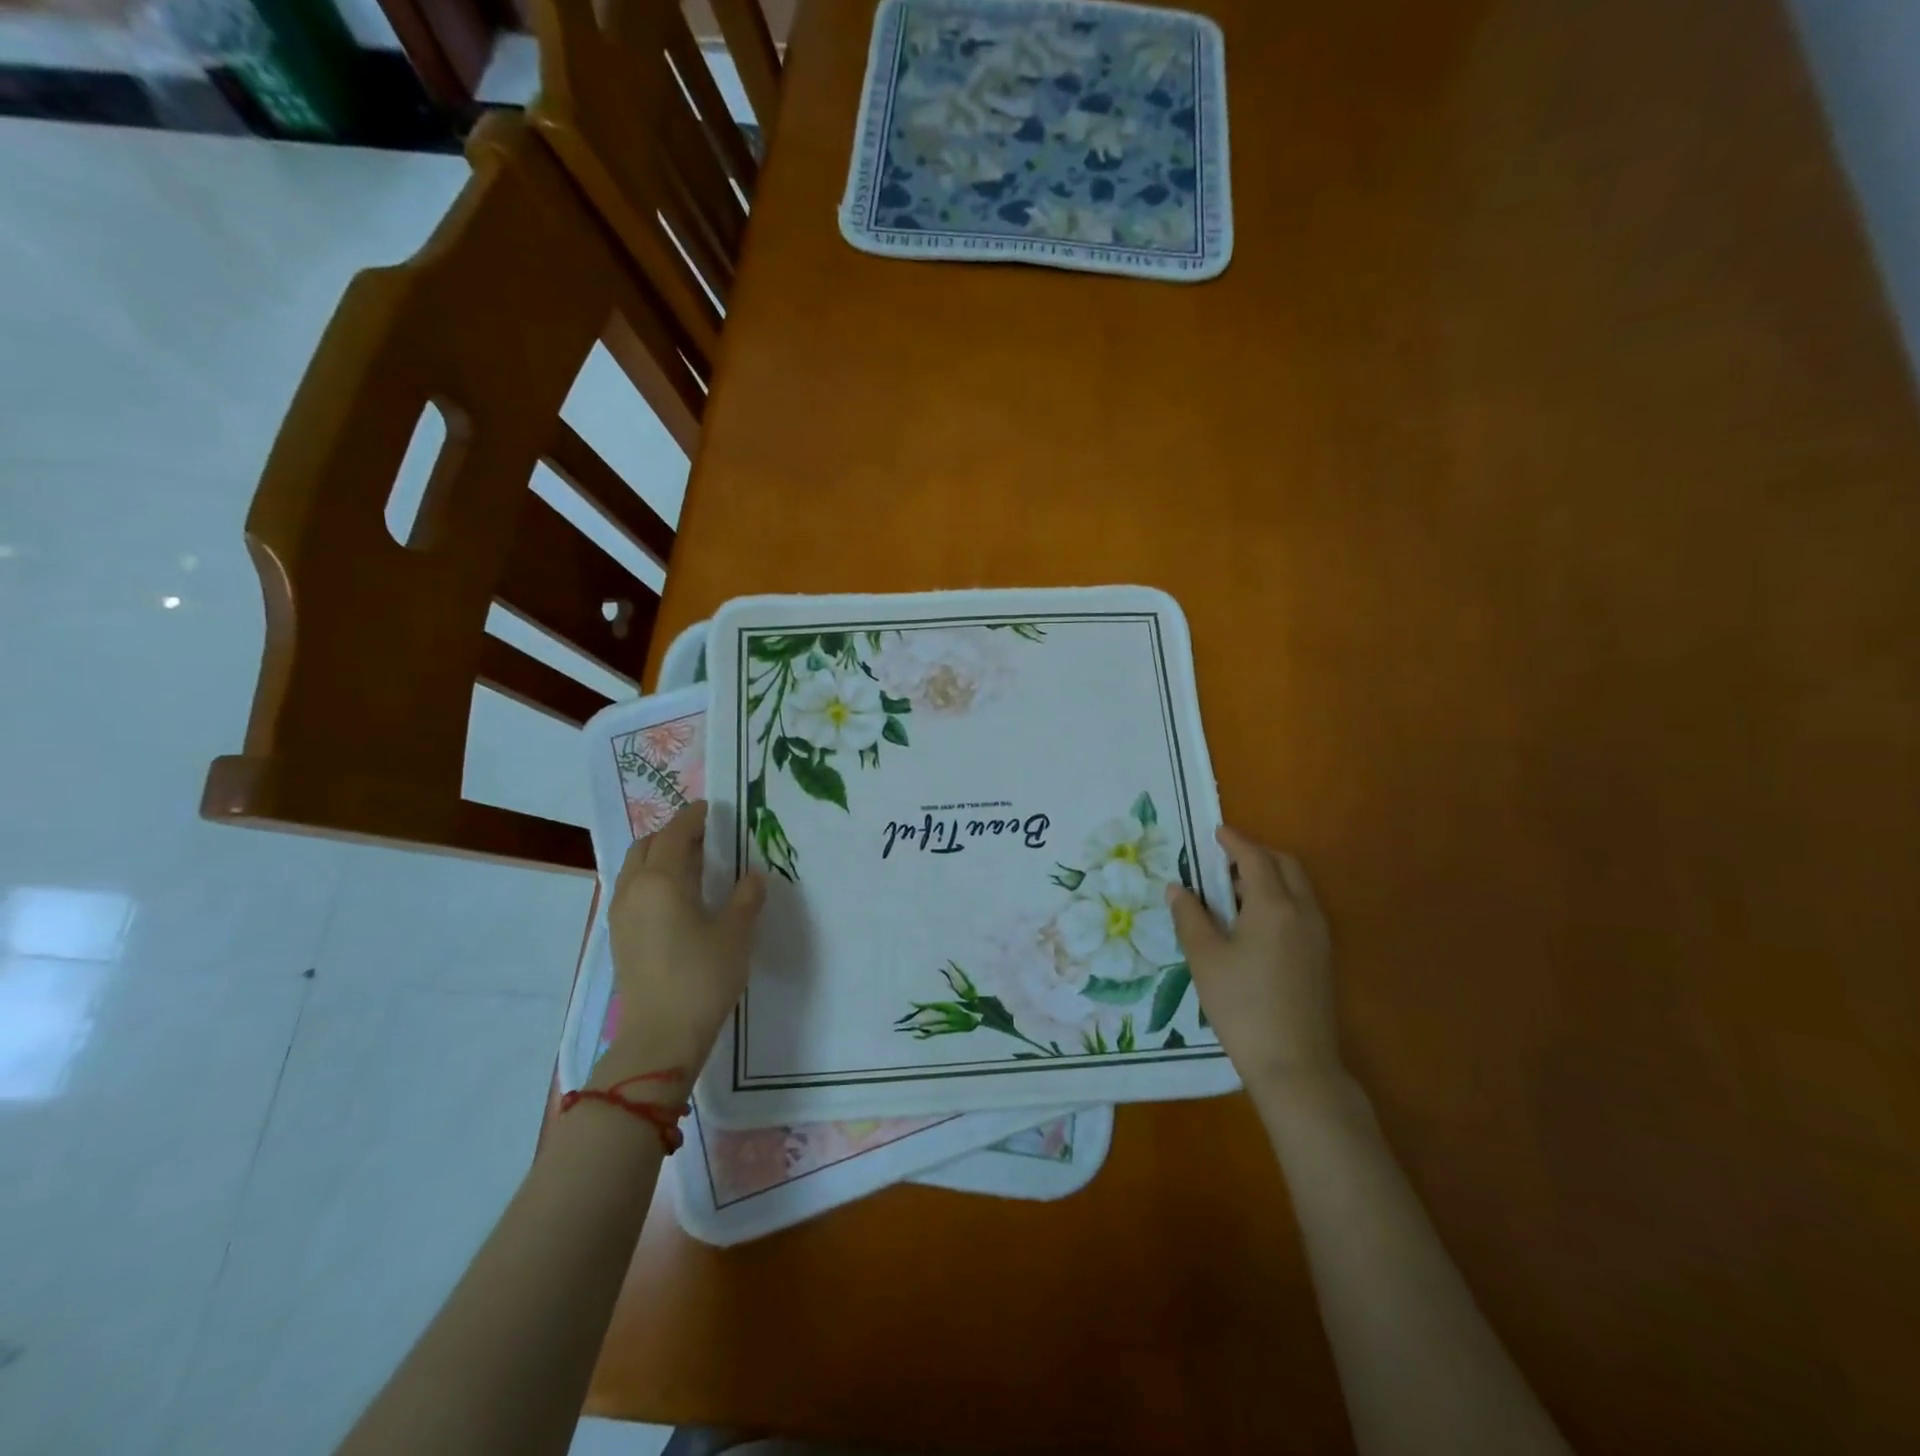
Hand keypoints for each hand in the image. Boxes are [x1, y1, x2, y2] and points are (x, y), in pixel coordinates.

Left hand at [600, 802, 765, 1085]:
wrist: (661, 1036)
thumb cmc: (702, 977)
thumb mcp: (735, 934)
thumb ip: (746, 898)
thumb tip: (754, 876)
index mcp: (661, 881)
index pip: (675, 835)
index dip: (693, 818)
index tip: (710, 807)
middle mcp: (633, 891)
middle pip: (646, 847)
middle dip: (671, 834)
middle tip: (702, 835)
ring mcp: (621, 916)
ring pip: (634, 870)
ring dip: (658, 857)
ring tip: (690, 862)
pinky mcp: (620, 939)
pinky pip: (632, 891)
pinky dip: (651, 880)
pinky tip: (676, 896)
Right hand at [1166, 826, 1339, 1092]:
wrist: (1295, 1066)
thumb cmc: (1243, 1007)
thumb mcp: (1205, 959)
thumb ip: (1189, 917)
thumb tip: (1177, 888)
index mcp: (1273, 906)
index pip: (1254, 858)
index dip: (1234, 841)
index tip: (1215, 831)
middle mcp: (1303, 912)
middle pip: (1285, 865)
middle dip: (1256, 854)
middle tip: (1223, 861)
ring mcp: (1319, 935)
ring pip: (1297, 887)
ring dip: (1269, 876)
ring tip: (1232, 892)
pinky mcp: (1322, 957)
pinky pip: (1302, 908)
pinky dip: (1280, 898)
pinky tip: (1253, 923)